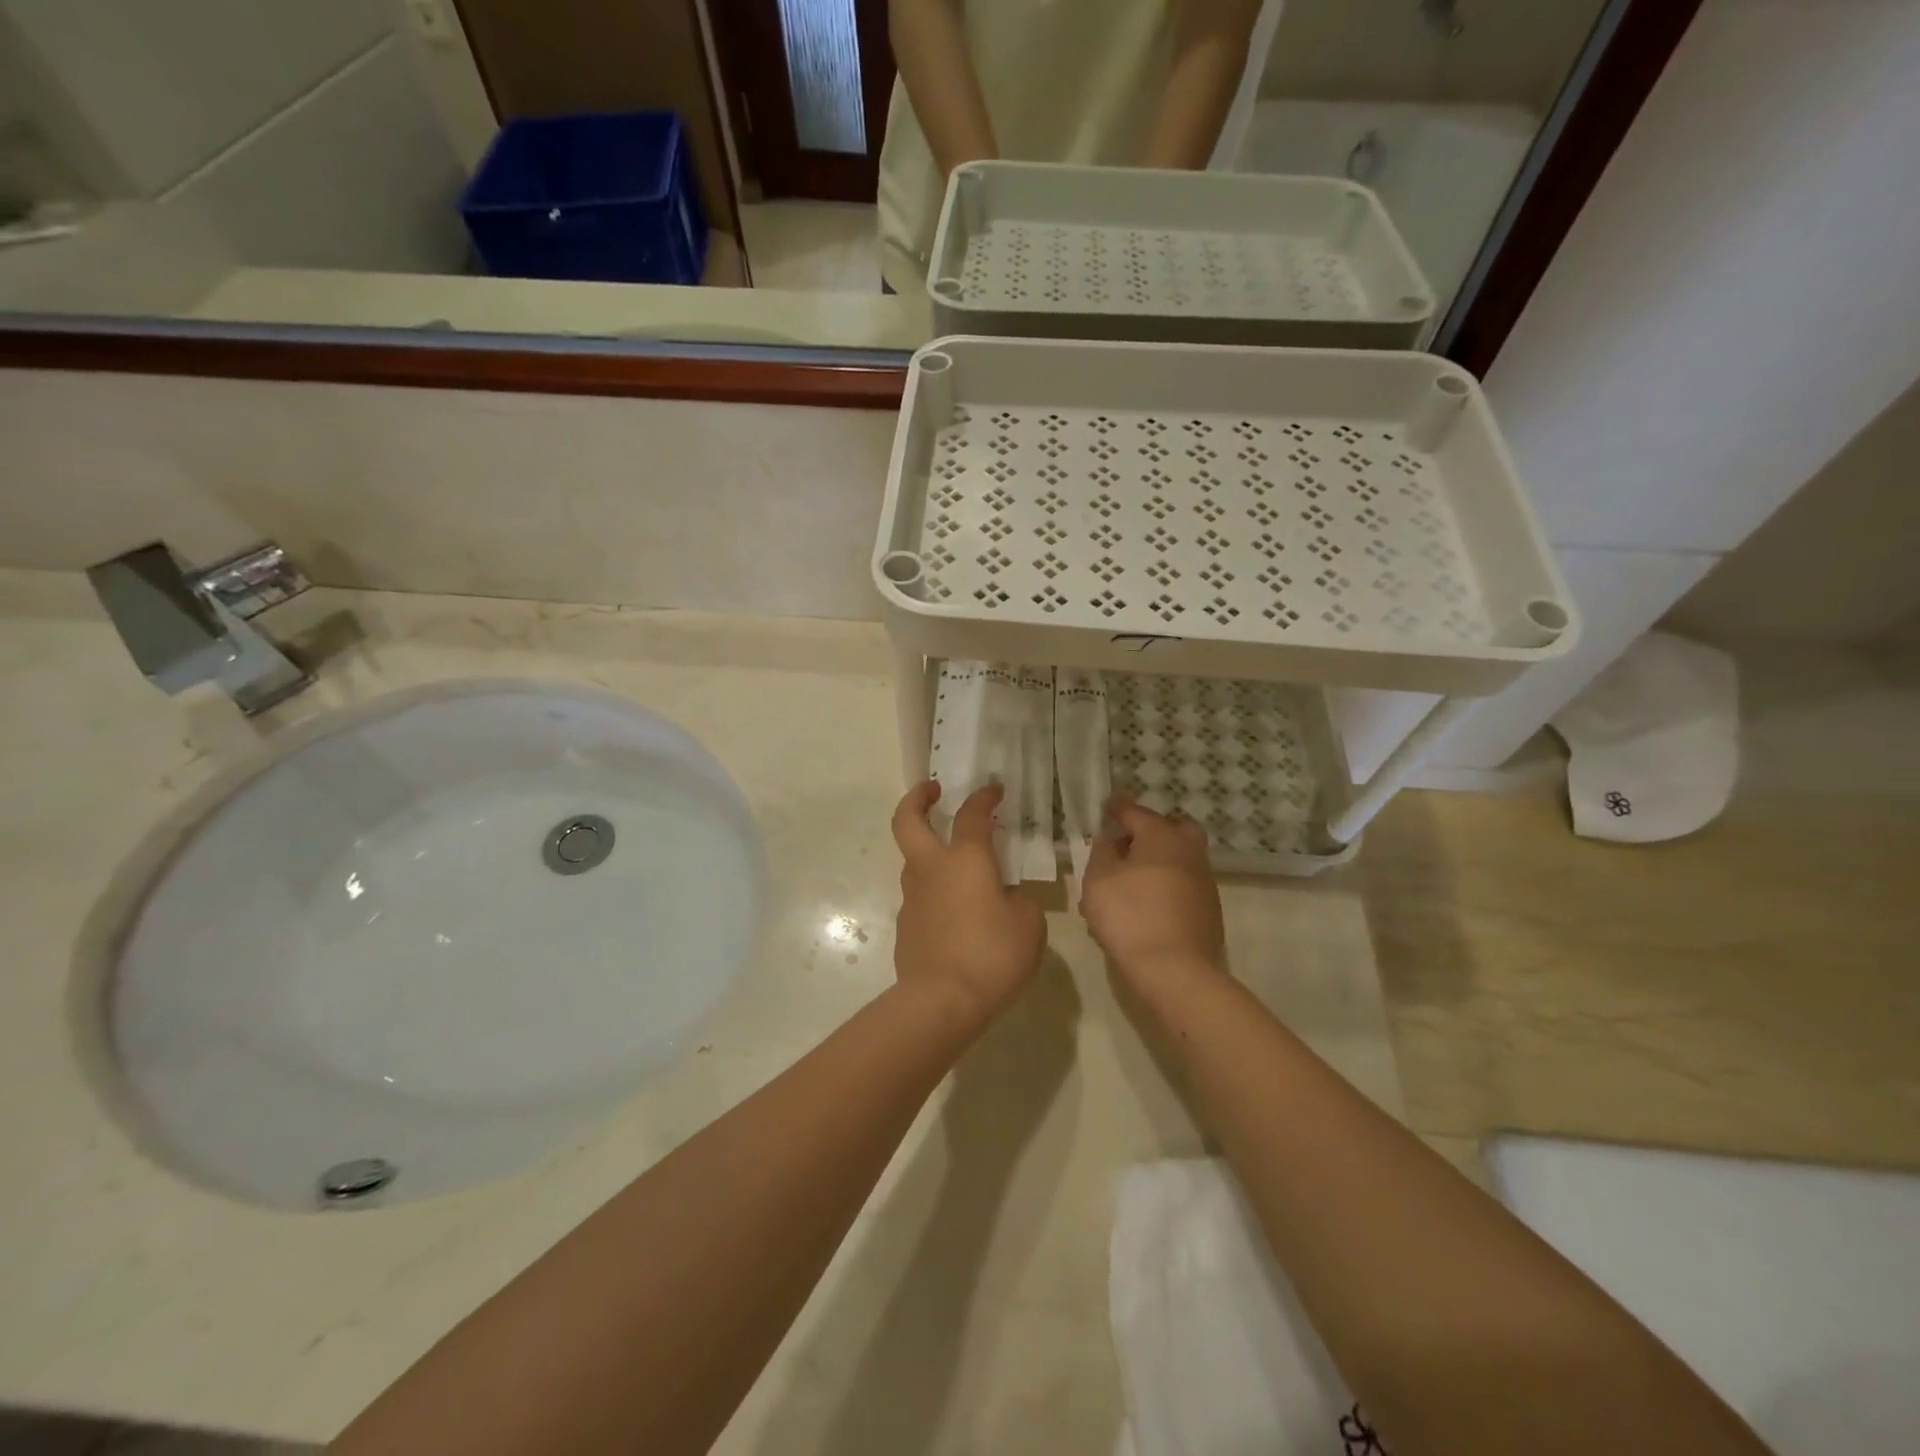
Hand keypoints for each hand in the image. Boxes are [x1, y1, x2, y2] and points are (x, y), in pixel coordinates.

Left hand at [891, 781, 1046, 1026]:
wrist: (940, 1002)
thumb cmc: (992, 956)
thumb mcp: (1029, 924)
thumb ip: (1019, 900)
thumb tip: (1006, 896)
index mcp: (966, 860)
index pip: (972, 815)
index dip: (984, 797)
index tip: (994, 790)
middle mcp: (932, 870)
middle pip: (908, 821)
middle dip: (917, 798)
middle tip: (933, 789)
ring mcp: (912, 898)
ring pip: (913, 860)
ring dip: (929, 850)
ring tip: (961, 865)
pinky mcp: (905, 926)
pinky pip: (920, 897)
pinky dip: (936, 892)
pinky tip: (958, 913)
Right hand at [1080, 797, 1226, 994]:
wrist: (1176, 971)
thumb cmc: (1130, 916)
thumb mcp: (1098, 880)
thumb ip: (1102, 853)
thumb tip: (1111, 840)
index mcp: (1162, 836)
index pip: (1135, 812)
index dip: (1117, 808)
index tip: (1107, 805)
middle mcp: (1189, 851)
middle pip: (1172, 829)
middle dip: (1151, 830)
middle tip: (1127, 842)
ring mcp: (1203, 882)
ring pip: (1177, 859)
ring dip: (1155, 862)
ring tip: (1125, 883)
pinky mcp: (1208, 910)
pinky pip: (1181, 885)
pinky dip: (1163, 886)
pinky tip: (1142, 906)